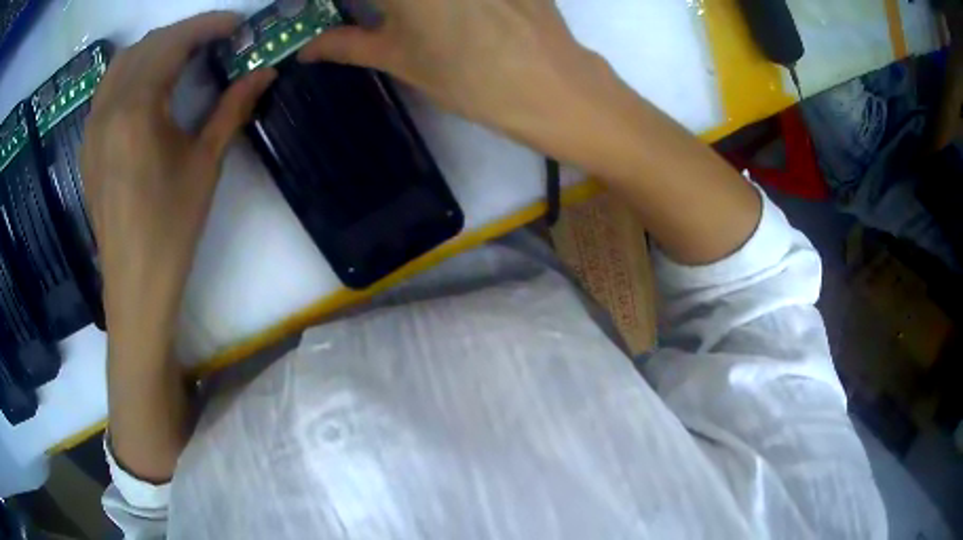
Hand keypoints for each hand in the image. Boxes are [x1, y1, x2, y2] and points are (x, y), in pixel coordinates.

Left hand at [82, 13, 275, 352]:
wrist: (134, 283)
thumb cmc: (170, 228)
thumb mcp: (205, 163)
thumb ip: (232, 108)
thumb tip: (265, 72)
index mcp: (136, 109)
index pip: (174, 43)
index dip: (208, 25)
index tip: (237, 24)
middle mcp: (108, 107)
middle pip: (148, 45)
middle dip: (185, 32)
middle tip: (215, 39)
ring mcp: (93, 125)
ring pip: (124, 61)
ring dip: (156, 47)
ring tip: (183, 55)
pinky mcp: (88, 142)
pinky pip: (108, 87)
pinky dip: (133, 69)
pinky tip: (150, 82)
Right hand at [299, 0, 603, 144]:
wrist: (551, 85)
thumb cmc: (469, 78)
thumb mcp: (401, 60)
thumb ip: (348, 45)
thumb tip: (307, 50)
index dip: (319, 1)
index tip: (310, 7)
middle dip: (377, 7)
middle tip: (377, 17)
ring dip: (404, 9)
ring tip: (407, 21)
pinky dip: (445, 6)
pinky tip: (452, 16)